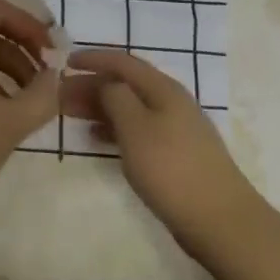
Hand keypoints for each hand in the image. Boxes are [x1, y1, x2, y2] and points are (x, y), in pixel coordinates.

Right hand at [64, 48, 260, 265]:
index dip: (93, 58)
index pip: (122, 62)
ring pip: (130, 107)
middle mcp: (171, 102)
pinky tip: (96, 138)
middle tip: (60, 94)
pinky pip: (137, 129)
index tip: (64, 63)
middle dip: (92, 84)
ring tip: (70, 114)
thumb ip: (116, 97)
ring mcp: (176, 128)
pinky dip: (113, 128)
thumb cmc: (171, 169)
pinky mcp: (176, 153)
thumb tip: (106, 82)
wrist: (220, 220)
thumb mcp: (135, 127)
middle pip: (126, 83)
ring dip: (99, 106)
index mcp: (163, 89)